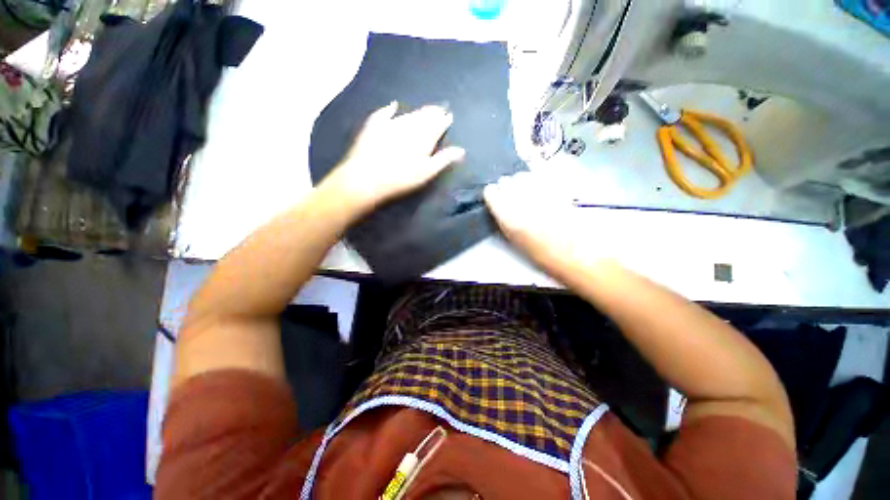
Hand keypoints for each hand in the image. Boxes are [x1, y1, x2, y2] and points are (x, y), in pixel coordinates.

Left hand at [323, 102, 465, 208]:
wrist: (367, 177)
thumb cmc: (401, 178)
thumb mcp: (426, 172)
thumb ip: (443, 159)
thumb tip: (461, 150)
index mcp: (423, 137)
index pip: (437, 125)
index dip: (444, 120)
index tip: (449, 115)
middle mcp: (409, 126)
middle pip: (424, 116)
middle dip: (433, 112)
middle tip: (439, 108)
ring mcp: (391, 124)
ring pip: (408, 114)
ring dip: (417, 112)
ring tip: (424, 109)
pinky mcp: (374, 126)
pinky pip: (385, 113)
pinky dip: (390, 109)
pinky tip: (394, 104)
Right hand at [484, 171, 598, 269]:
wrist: (572, 248)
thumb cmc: (539, 250)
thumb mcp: (512, 237)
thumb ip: (502, 217)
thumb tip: (498, 204)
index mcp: (505, 212)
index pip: (490, 191)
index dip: (493, 195)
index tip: (496, 199)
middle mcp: (518, 196)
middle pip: (505, 180)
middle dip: (507, 187)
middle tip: (513, 198)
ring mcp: (536, 187)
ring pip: (521, 175)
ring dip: (521, 182)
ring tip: (528, 194)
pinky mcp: (553, 184)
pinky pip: (537, 174)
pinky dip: (535, 179)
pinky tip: (540, 190)